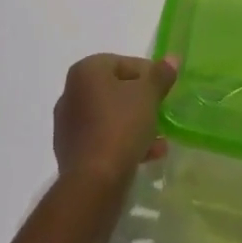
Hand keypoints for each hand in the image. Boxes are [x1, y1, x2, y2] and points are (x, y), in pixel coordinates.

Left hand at [52, 54, 178, 187]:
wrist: (93, 184)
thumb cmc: (120, 126)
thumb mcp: (148, 95)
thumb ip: (160, 74)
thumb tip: (172, 58)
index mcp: (86, 71)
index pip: (124, 63)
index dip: (149, 75)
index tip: (165, 90)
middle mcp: (72, 93)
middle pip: (116, 90)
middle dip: (141, 102)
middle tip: (161, 113)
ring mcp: (68, 125)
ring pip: (110, 117)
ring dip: (135, 125)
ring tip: (159, 141)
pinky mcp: (70, 153)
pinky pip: (102, 139)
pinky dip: (122, 142)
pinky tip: (146, 156)